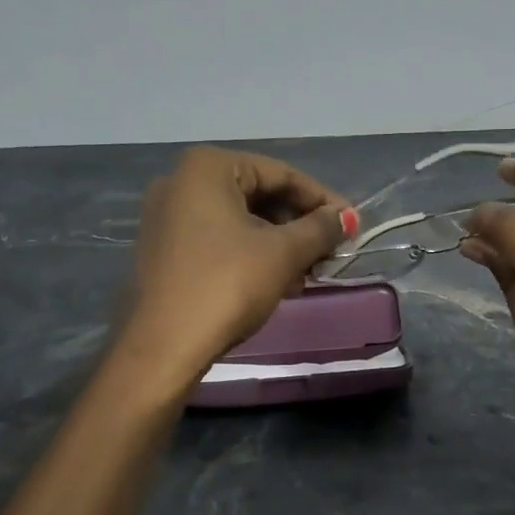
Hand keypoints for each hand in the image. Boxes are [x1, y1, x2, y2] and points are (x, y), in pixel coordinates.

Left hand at [119, 147, 350, 384]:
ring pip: (241, 220)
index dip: (323, 200)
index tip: (351, 226)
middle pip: (260, 195)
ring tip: (308, 273)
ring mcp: (168, 217)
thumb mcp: (283, 253)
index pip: (281, 174)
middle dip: (300, 225)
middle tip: (331, 252)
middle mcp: (181, 182)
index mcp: (207, 168)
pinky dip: (252, 255)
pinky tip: (278, 283)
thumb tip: (347, 217)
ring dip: (280, 243)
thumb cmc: (227, 285)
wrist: (163, 346)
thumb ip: (320, 228)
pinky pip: (220, 240)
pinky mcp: (164, 250)